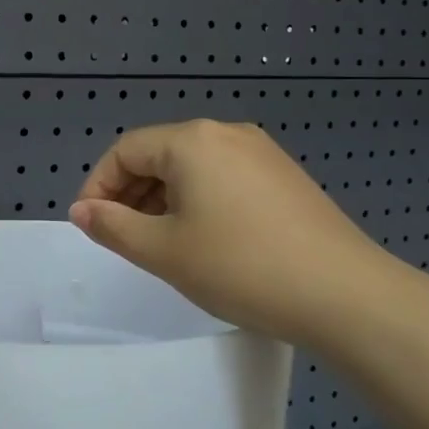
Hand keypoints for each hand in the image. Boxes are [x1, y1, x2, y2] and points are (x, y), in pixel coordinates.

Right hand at [68, 119, 397, 345]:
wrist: (346, 295)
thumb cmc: (241, 267)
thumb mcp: (163, 251)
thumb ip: (112, 226)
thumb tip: (82, 211)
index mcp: (192, 140)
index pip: (126, 151)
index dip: (98, 186)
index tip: (88, 225)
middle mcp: (226, 133)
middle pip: (159, 154)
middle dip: (129, 193)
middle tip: (119, 237)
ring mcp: (262, 153)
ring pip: (192, 168)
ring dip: (162, 199)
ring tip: (158, 243)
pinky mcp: (285, 177)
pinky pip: (223, 178)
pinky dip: (198, 202)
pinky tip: (203, 239)